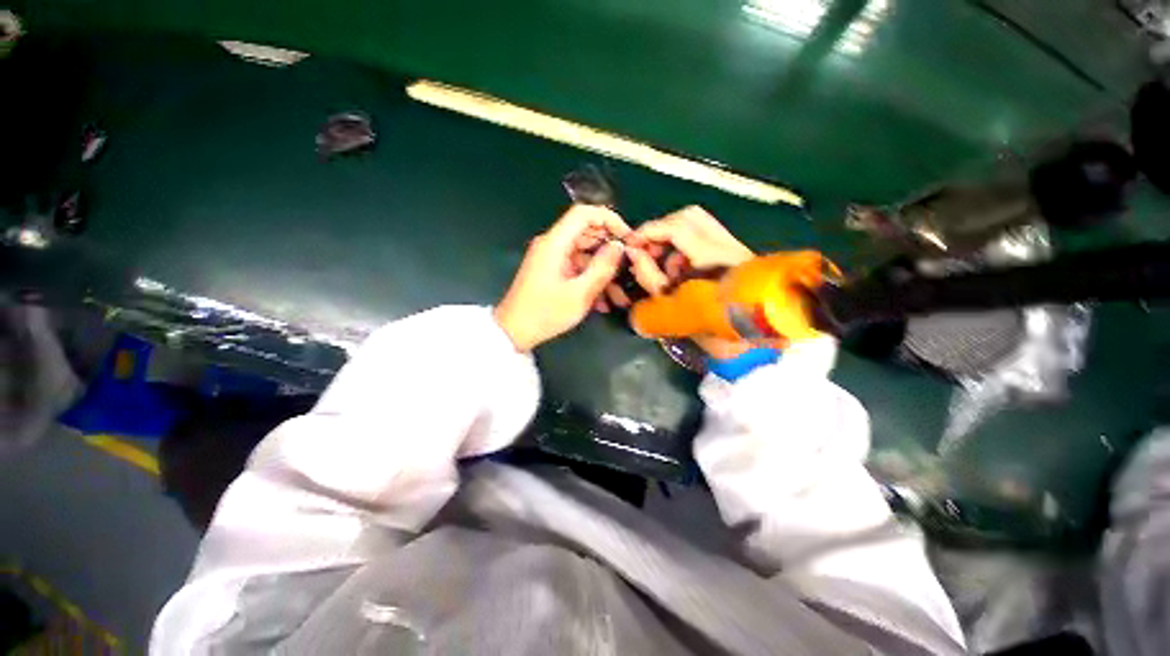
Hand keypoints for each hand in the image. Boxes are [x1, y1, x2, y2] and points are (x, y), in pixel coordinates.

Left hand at [494, 205, 630, 350]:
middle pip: (587, 235)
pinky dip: (590, 281)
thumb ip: (601, 267)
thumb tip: (618, 246)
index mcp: (555, 243)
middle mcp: (552, 245)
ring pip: (585, 256)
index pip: (583, 213)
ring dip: (603, 273)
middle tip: (629, 268)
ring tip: (620, 296)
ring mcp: (552, 259)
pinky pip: (577, 269)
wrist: (514, 332)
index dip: (608, 219)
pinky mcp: (552, 272)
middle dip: (610, 252)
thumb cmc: (545, 313)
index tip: (627, 237)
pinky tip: (603, 303)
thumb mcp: (579, 293)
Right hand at [624, 206, 756, 358]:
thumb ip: (649, 275)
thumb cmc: (712, 330)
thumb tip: (634, 252)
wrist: (753, 341)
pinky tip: (678, 270)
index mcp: (715, 261)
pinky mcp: (736, 254)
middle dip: (661, 229)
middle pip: (689, 216)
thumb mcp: (672, 307)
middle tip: (646, 250)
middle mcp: (729, 246)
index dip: (649, 231)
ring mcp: (736, 248)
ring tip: (661, 264)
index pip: (678, 228)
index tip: (631, 243)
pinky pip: (704, 237)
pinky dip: (684, 247)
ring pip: (698, 223)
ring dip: (672, 238)